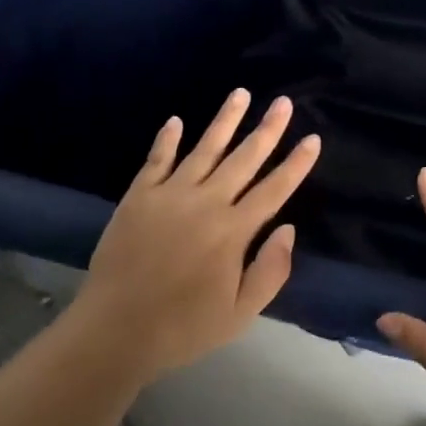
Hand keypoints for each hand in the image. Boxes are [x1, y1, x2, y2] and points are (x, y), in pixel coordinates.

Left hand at [66, 90, 319, 383]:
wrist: (113, 332)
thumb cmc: (182, 328)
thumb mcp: (240, 313)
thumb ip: (270, 271)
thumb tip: (288, 229)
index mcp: (233, 231)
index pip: (274, 189)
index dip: (296, 164)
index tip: (312, 139)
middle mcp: (206, 203)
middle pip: (244, 159)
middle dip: (267, 129)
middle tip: (283, 102)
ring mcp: (169, 195)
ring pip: (204, 149)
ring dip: (225, 120)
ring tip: (240, 94)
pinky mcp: (138, 197)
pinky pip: (156, 160)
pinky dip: (167, 139)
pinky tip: (176, 120)